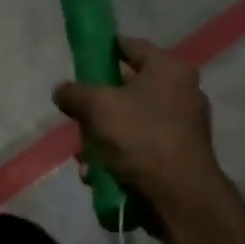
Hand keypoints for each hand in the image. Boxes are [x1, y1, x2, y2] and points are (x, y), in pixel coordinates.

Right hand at [53, 38, 222, 216]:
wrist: (180, 197)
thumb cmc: (141, 137)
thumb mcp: (98, 107)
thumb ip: (75, 93)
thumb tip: (62, 90)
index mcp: (169, 69)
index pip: (130, 46)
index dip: (102, 49)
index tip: (80, 60)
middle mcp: (182, 92)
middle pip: (128, 86)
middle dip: (96, 103)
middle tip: (76, 113)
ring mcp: (183, 125)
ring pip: (130, 120)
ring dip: (102, 135)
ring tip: (83, 154)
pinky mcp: (179, 155)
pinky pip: (140, 145)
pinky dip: (118, 154)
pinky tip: (97, 173)